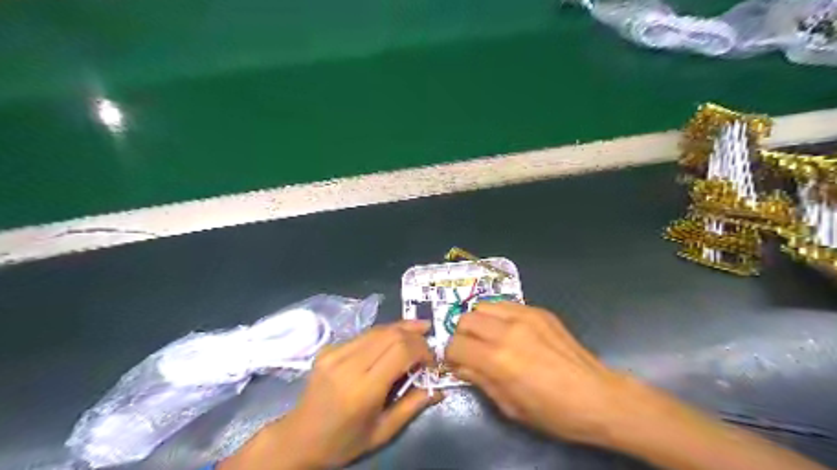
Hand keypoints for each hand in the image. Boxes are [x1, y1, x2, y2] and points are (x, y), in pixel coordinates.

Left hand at [221, 322, 443, 469]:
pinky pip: (363, 335)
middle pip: (390, 334)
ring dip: (401, 328)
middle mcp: (348, 365)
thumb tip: (438, 388)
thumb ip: (412, 406)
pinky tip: (392, 339)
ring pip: (377, 329)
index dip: (422, 349)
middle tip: (428, 341)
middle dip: (414, 335)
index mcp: (363, 390)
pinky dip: (383, 334)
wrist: (298, 439)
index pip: (400, 351)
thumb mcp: (382, 432)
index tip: (432, 360)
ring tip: (418, 330)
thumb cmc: (343, 442)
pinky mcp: (328, 349)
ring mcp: (335, 353)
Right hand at [448, 304, 630, 445]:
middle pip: (465, 320)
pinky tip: (509, 332)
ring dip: (478, 322)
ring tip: (488, 338)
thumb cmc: (553, 412)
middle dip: (461, 336)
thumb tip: (459, 365)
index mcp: (499, 360)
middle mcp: (508, 331)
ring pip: (483, 306)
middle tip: (471, 351)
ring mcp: (525, 316)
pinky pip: (505, 305)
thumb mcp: (510, 406)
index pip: (456, 346)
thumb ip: (479, 380)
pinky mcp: (539, 311)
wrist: (598, 397)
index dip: (450, 356)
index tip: (457, 364)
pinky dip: (498, 316)